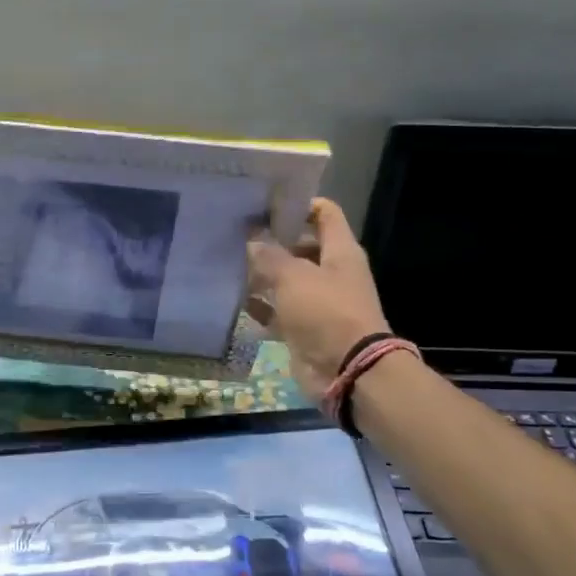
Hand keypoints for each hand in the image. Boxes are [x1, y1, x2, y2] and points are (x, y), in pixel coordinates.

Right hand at [248, 199, 390, 404]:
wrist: (347, 371)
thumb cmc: (325, 312)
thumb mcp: (293, 276)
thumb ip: (269, 255)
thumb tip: (252, 239)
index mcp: (340, 251)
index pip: (324, 213)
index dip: (297, 204)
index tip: (264, 205)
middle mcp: (331, 272)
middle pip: (301, 247)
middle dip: (271, 242)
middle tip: (236, 236)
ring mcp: (318, 302)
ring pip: (286, 280)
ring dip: (261, 276)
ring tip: (228, 266)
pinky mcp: (304, 328)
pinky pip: (278, 311)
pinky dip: (261, 307)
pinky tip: (235, 301)